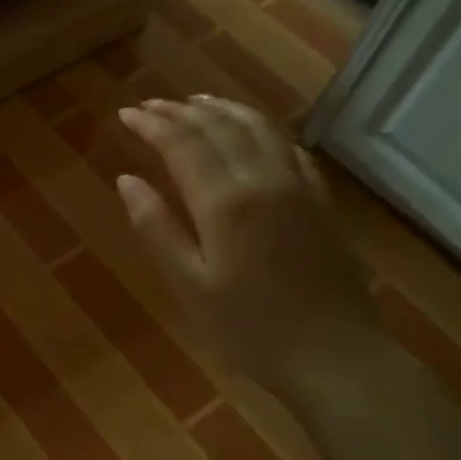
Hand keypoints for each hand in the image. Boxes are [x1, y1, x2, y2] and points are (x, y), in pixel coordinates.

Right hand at [115, 96, 378, 390]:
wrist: (335, 358)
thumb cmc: (248, 329)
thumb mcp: (188, 285)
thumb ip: (156, 228)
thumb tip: (127, 180)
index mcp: (224, 202)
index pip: (182, 144)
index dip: (151, 124)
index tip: (125, 114)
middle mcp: (263, 180)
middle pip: (218, 128)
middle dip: (180, 111)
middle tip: (150, 105)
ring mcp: (299, 187)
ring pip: (258, 129)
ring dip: (223, 109)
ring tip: (196, 102)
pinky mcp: (322, 202)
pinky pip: (290, 148)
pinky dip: (263, 129)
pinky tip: (253, 132)